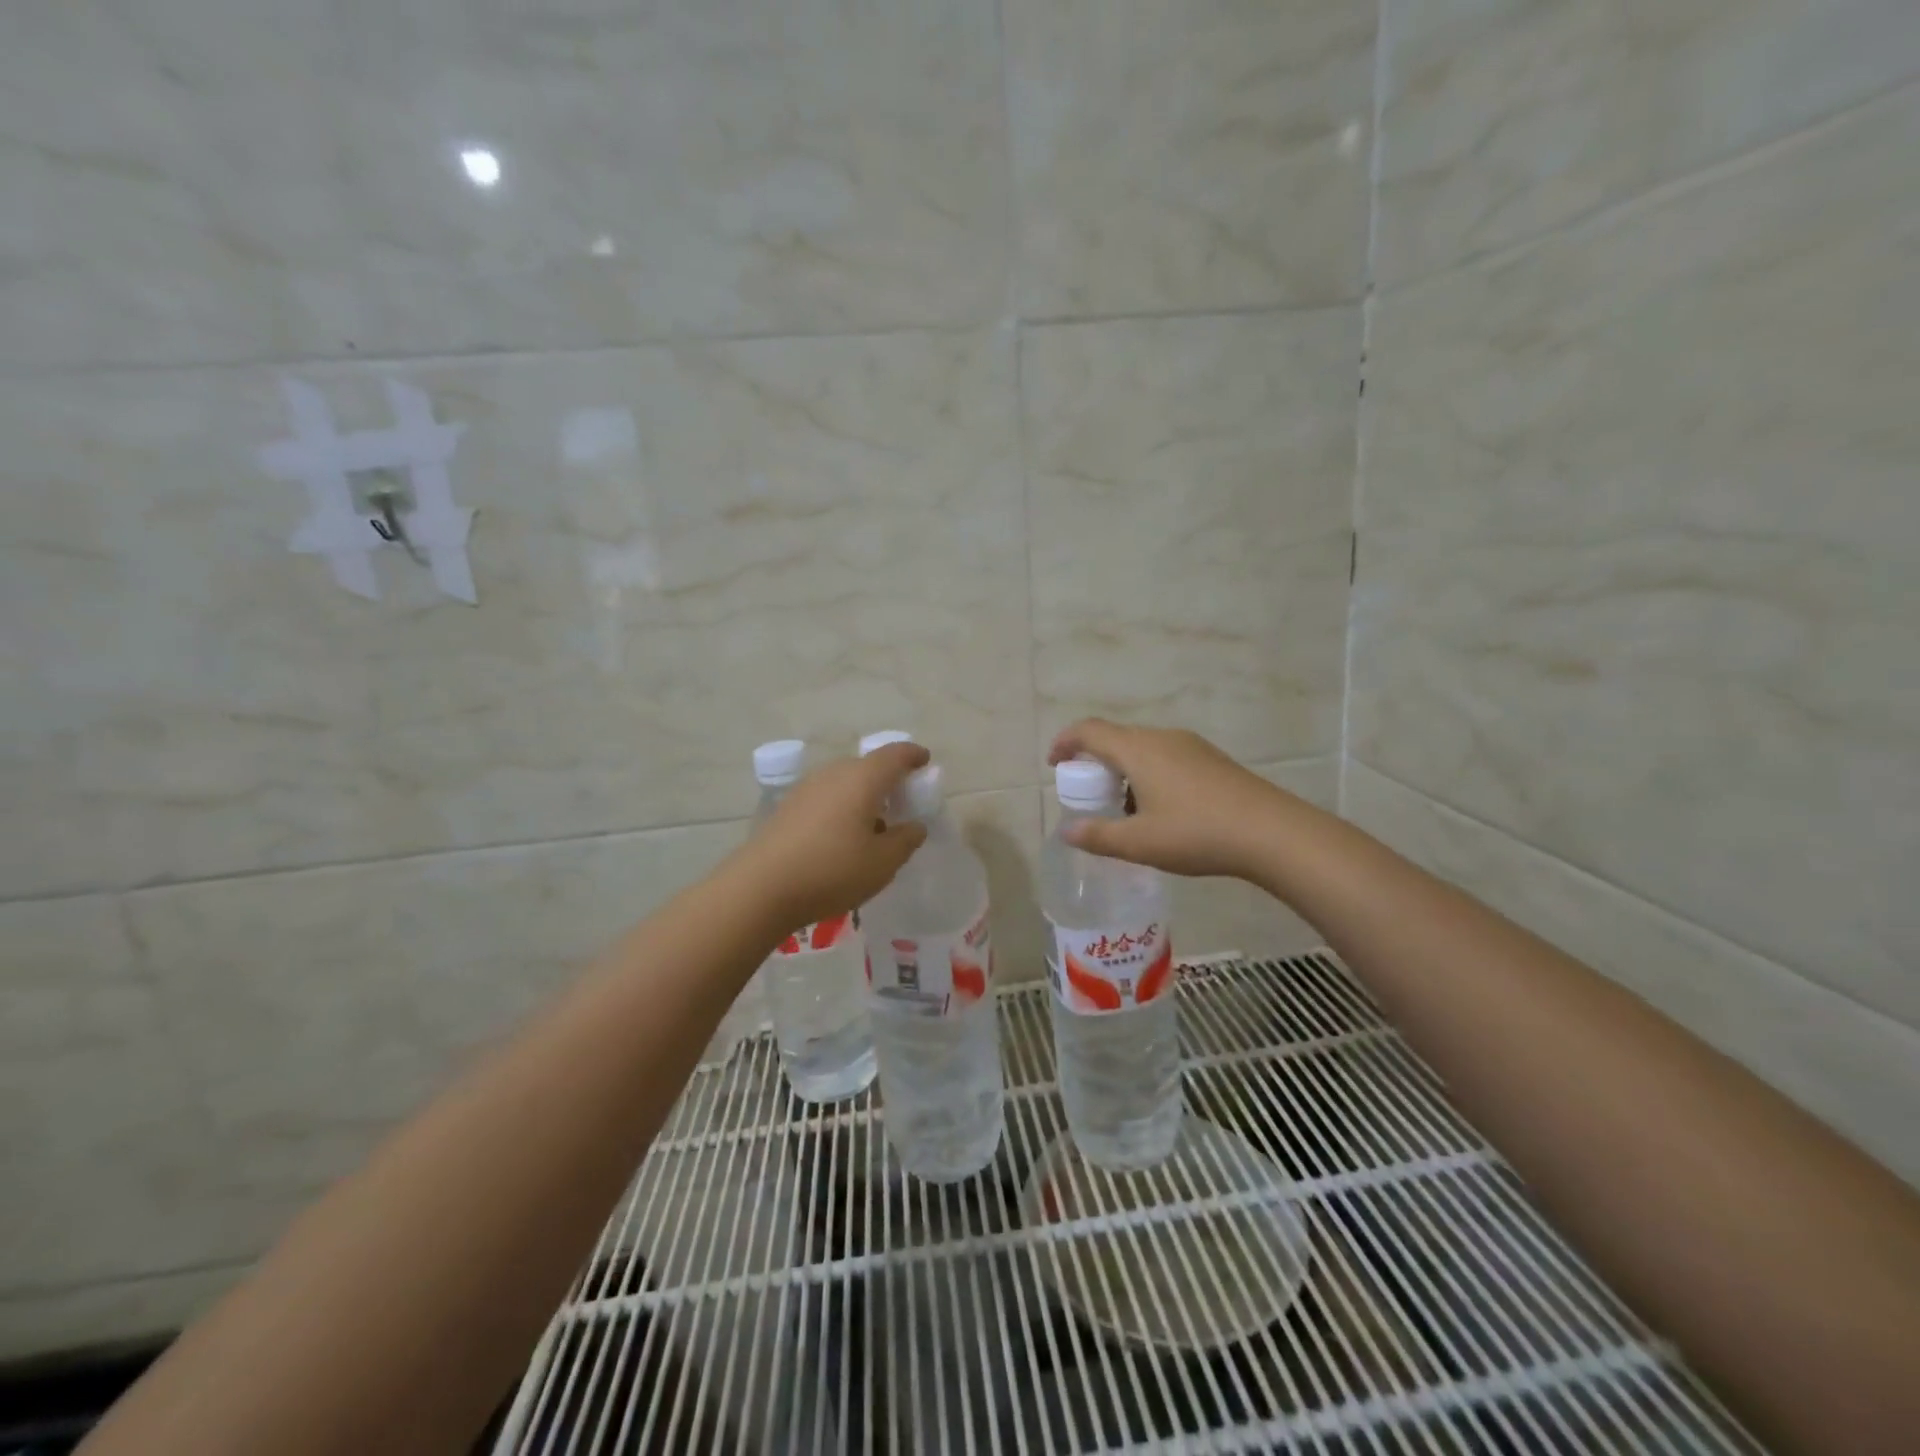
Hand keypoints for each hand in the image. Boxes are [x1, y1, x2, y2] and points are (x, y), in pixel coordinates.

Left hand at [727, 741, 930, 931]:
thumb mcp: (882, 863)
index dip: (912, 755)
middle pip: (867, 767)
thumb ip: (905, 840)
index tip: (924, 761)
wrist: (761, 888)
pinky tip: (841, 836)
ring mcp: (806, 788)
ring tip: (872, 824)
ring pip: (844, 782)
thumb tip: (914, 826)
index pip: (894, 755)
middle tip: (901, 801)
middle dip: (887, 779)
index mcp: (862, 779)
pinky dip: (841, 807)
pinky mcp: (787, 807)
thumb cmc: (832, 871)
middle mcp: (833, 774)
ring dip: (862, 795)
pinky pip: (825, 797)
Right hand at [1047, 719, 1295, 880]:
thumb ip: (1098, 836)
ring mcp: (1191, 746)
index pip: (1089, 731)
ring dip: (1124, 771)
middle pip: (1116, 738)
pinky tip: (1162, 811)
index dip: (1065, 742)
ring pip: (1143, 749)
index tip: (1054, 763)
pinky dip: (1149, 775)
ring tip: (1126, 810)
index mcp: (1138, 750)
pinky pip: (1167, 757)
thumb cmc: (1196, 833)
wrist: (1272, 832)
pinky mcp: (1212, 760)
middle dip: (1095, 762)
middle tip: (1090, 796)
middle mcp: (1162, 738)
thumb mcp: (1140, 842)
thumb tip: (1067, 831)